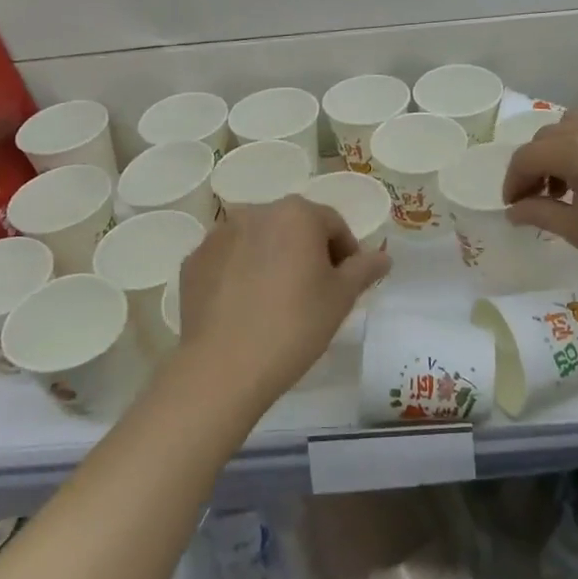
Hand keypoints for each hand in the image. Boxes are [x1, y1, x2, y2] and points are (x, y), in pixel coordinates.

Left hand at [177, 197, 390, 407]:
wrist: (224, 366)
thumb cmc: (295, 325)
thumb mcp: (342, 298)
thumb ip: (365, 269)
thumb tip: (383, 257)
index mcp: (296, 213)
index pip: (333, 224)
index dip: (346, 253)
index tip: (347, 284)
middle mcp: (255, 212)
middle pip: (293, 227)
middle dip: (308, 252)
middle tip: (316, 293)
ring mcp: (218, 235)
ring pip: (258, 241)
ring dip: (273, 260)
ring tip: (277, 301)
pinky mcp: (193, 261)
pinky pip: (228, 260)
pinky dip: (240, 274)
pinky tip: (246, 308)